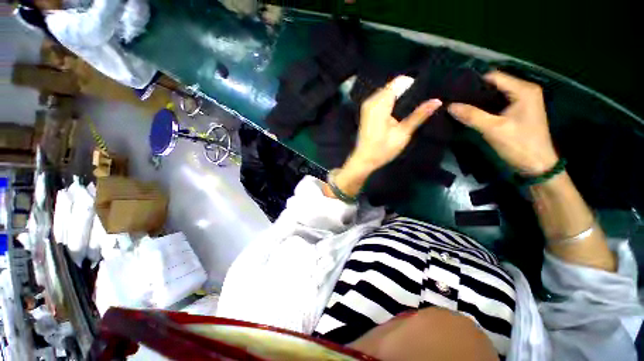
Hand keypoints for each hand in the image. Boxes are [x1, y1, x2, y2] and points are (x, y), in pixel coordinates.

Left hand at [350, 77, 442, 172]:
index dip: (413, 84)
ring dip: (400, 96)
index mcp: (380, 104)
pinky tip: (399, 111)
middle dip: (407, 90)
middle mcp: (372, 100)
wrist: (363, 159)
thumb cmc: (382, 149)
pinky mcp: (367, 110)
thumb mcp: (402, 133)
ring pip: (388, 91)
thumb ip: (418, 115)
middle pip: (393, 85)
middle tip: (421, 101)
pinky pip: (382, 98)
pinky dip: (392, 101)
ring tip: (412, 107)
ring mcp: (367, 105)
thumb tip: (437, 100)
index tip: (425, 92)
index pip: (399, 82)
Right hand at [448, 71, 558, 175]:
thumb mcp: (493, 129)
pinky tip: (472, 111)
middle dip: (474, 91)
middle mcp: (525, 90)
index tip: (454, 91)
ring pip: (496, 93)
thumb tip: (449, 106)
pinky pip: (498, 101)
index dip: (473, 82)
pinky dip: (485, 105)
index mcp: (523, 90)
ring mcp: (523, 100)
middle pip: (495, 83)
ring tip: (459, 104)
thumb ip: (471, 115)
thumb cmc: (519, 144)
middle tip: (453, 99)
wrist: (537, 165)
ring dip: (478, 99)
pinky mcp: (520, 109)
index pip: (494, 76)